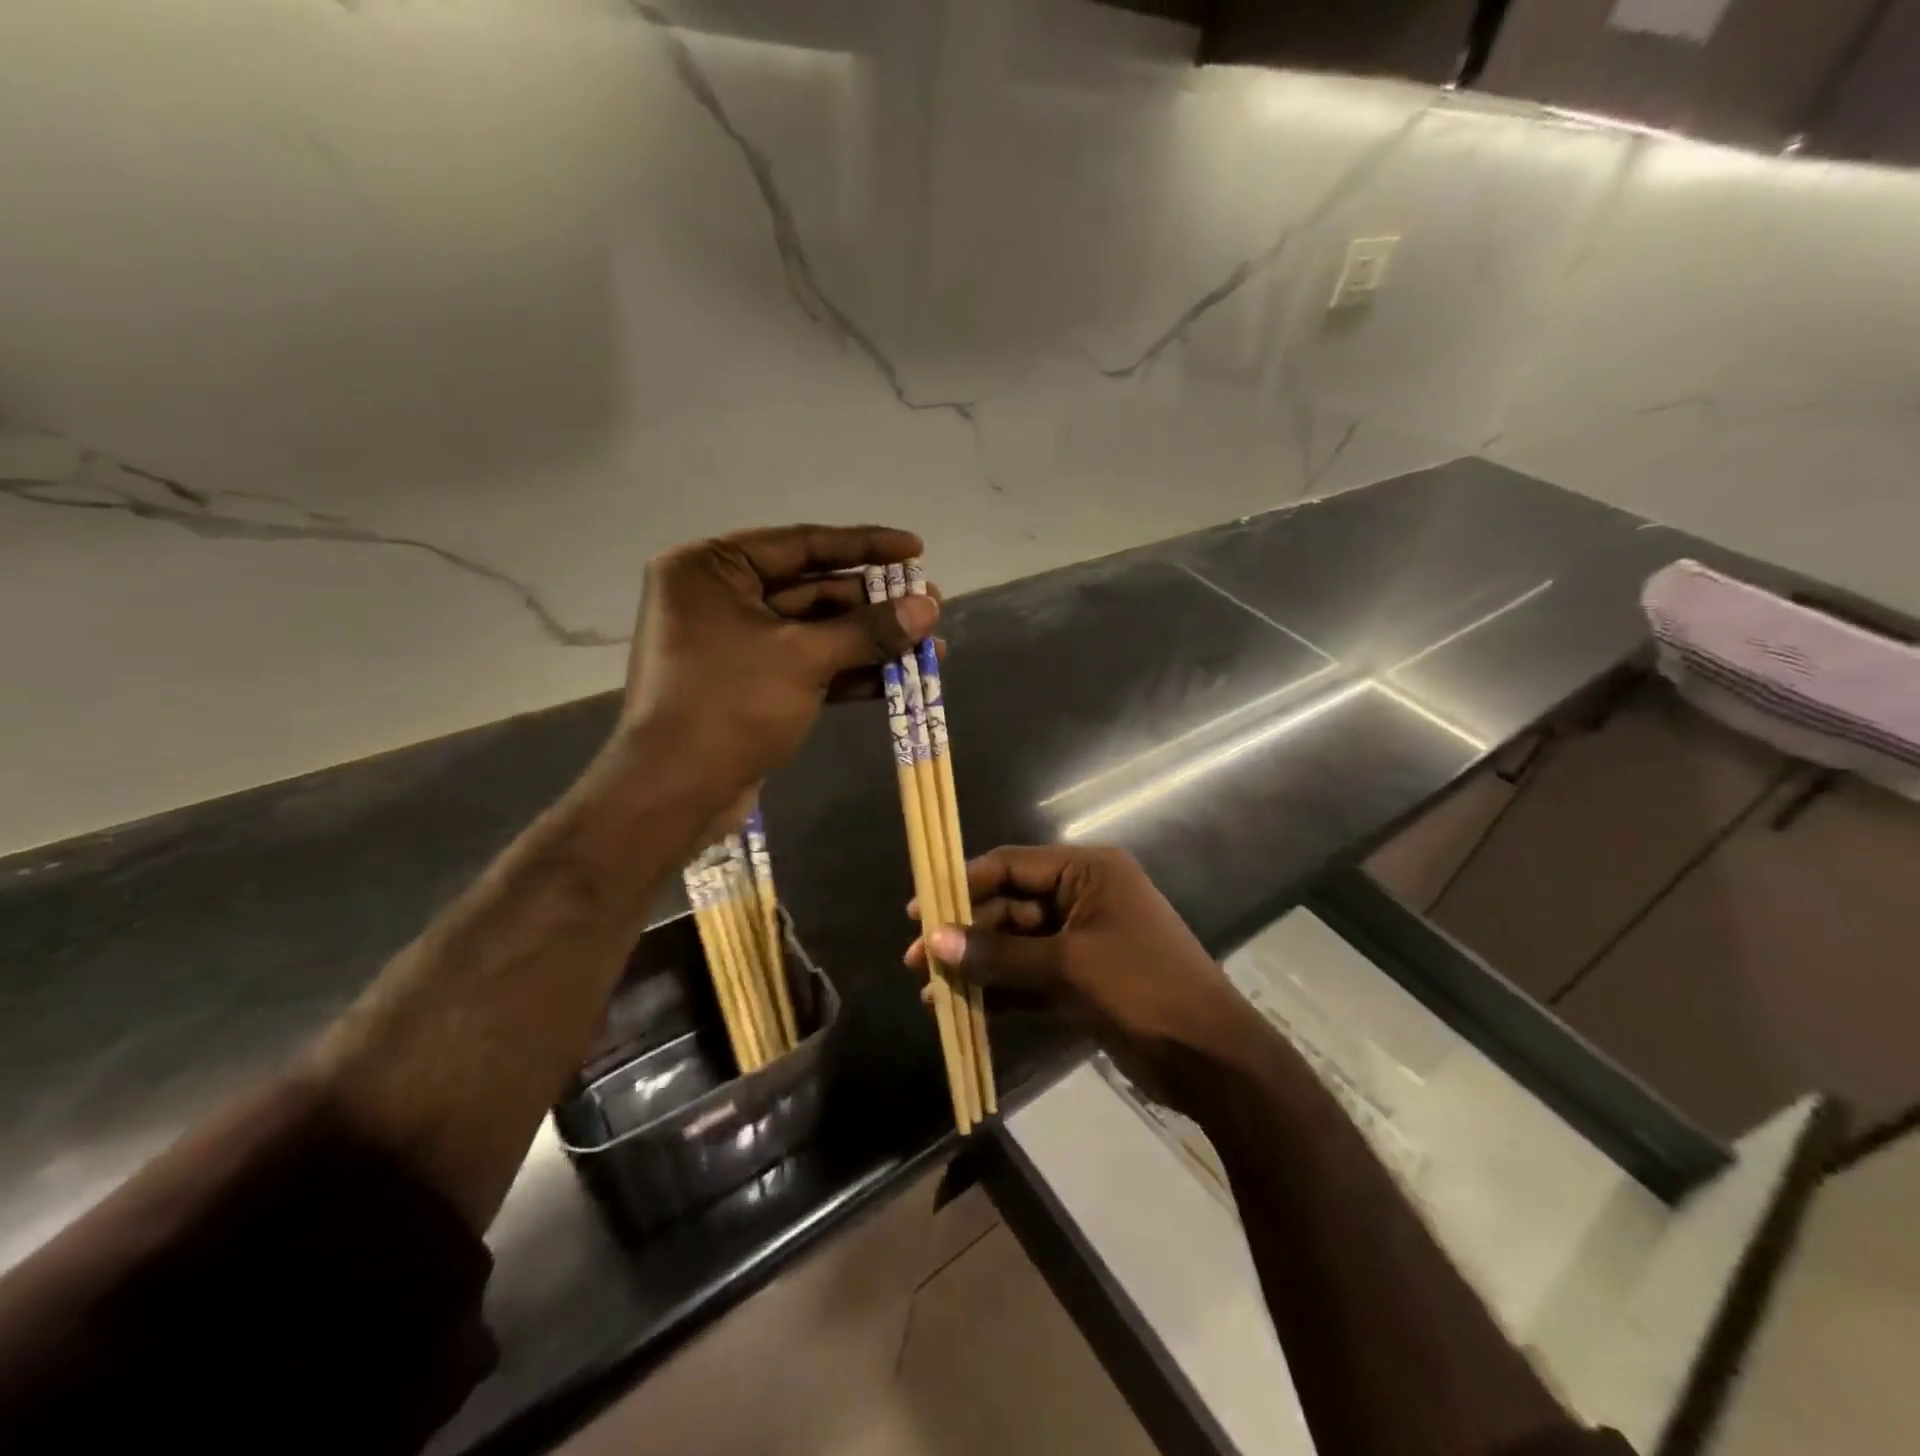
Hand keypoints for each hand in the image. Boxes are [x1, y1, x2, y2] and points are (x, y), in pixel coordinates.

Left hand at [615, 524, 939, 815]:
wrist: (674, 793)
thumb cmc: (730, 705)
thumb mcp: (804, 658)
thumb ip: (869, 629)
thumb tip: (929, 607)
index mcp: (712, 569)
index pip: (802, 544)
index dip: (865, 545)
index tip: (916, 549)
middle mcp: (719, 598)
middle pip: (812, 589)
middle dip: (874, 602)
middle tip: (931, 604)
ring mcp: (734, 645)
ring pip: (815, 632)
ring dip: (870, 640)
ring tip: (930, 642)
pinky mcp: (751, 685)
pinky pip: (807, 665)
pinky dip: (849, 672)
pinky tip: (899, 679)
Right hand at [906, 845, 1267, 1115]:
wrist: (1212, 1059)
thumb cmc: (1144, 989)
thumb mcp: (1068, 966)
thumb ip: (999, 954)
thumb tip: (933, 941)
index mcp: (1087, 872)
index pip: (1010, 866)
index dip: (962, 885)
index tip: (919, 911)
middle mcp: (1082, 898)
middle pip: (1009, 907)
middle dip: (965, 935)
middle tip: (918, 962)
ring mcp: (1083, 941)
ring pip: (1016, 946)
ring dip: (978, 967)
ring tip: (931, 992)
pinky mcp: (1083, 981)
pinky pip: (1031, 978)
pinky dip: (1001, 992)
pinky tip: (963, 1010)